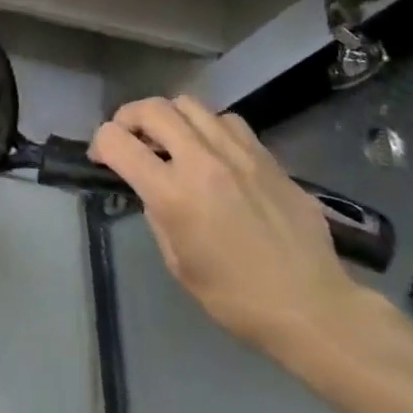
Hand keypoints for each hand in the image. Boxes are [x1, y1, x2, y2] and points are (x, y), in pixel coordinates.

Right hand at [91, 96, 370, 353]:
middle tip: (129, 139)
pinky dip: (208, 127)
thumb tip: (151, 186)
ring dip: (169, 118)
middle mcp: (203, 162)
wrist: (312, 308)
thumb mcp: (177, 261)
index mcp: (173, 194)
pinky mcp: (268, 158)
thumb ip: (157, 212)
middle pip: (152, 108)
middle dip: (128, 118)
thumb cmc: (235, 297)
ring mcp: (240, 155)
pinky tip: (213, 152)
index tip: (102, 159)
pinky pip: (228, 121)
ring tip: (172, 140)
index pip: (117, 141)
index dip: (100, 144)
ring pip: (190, 104)